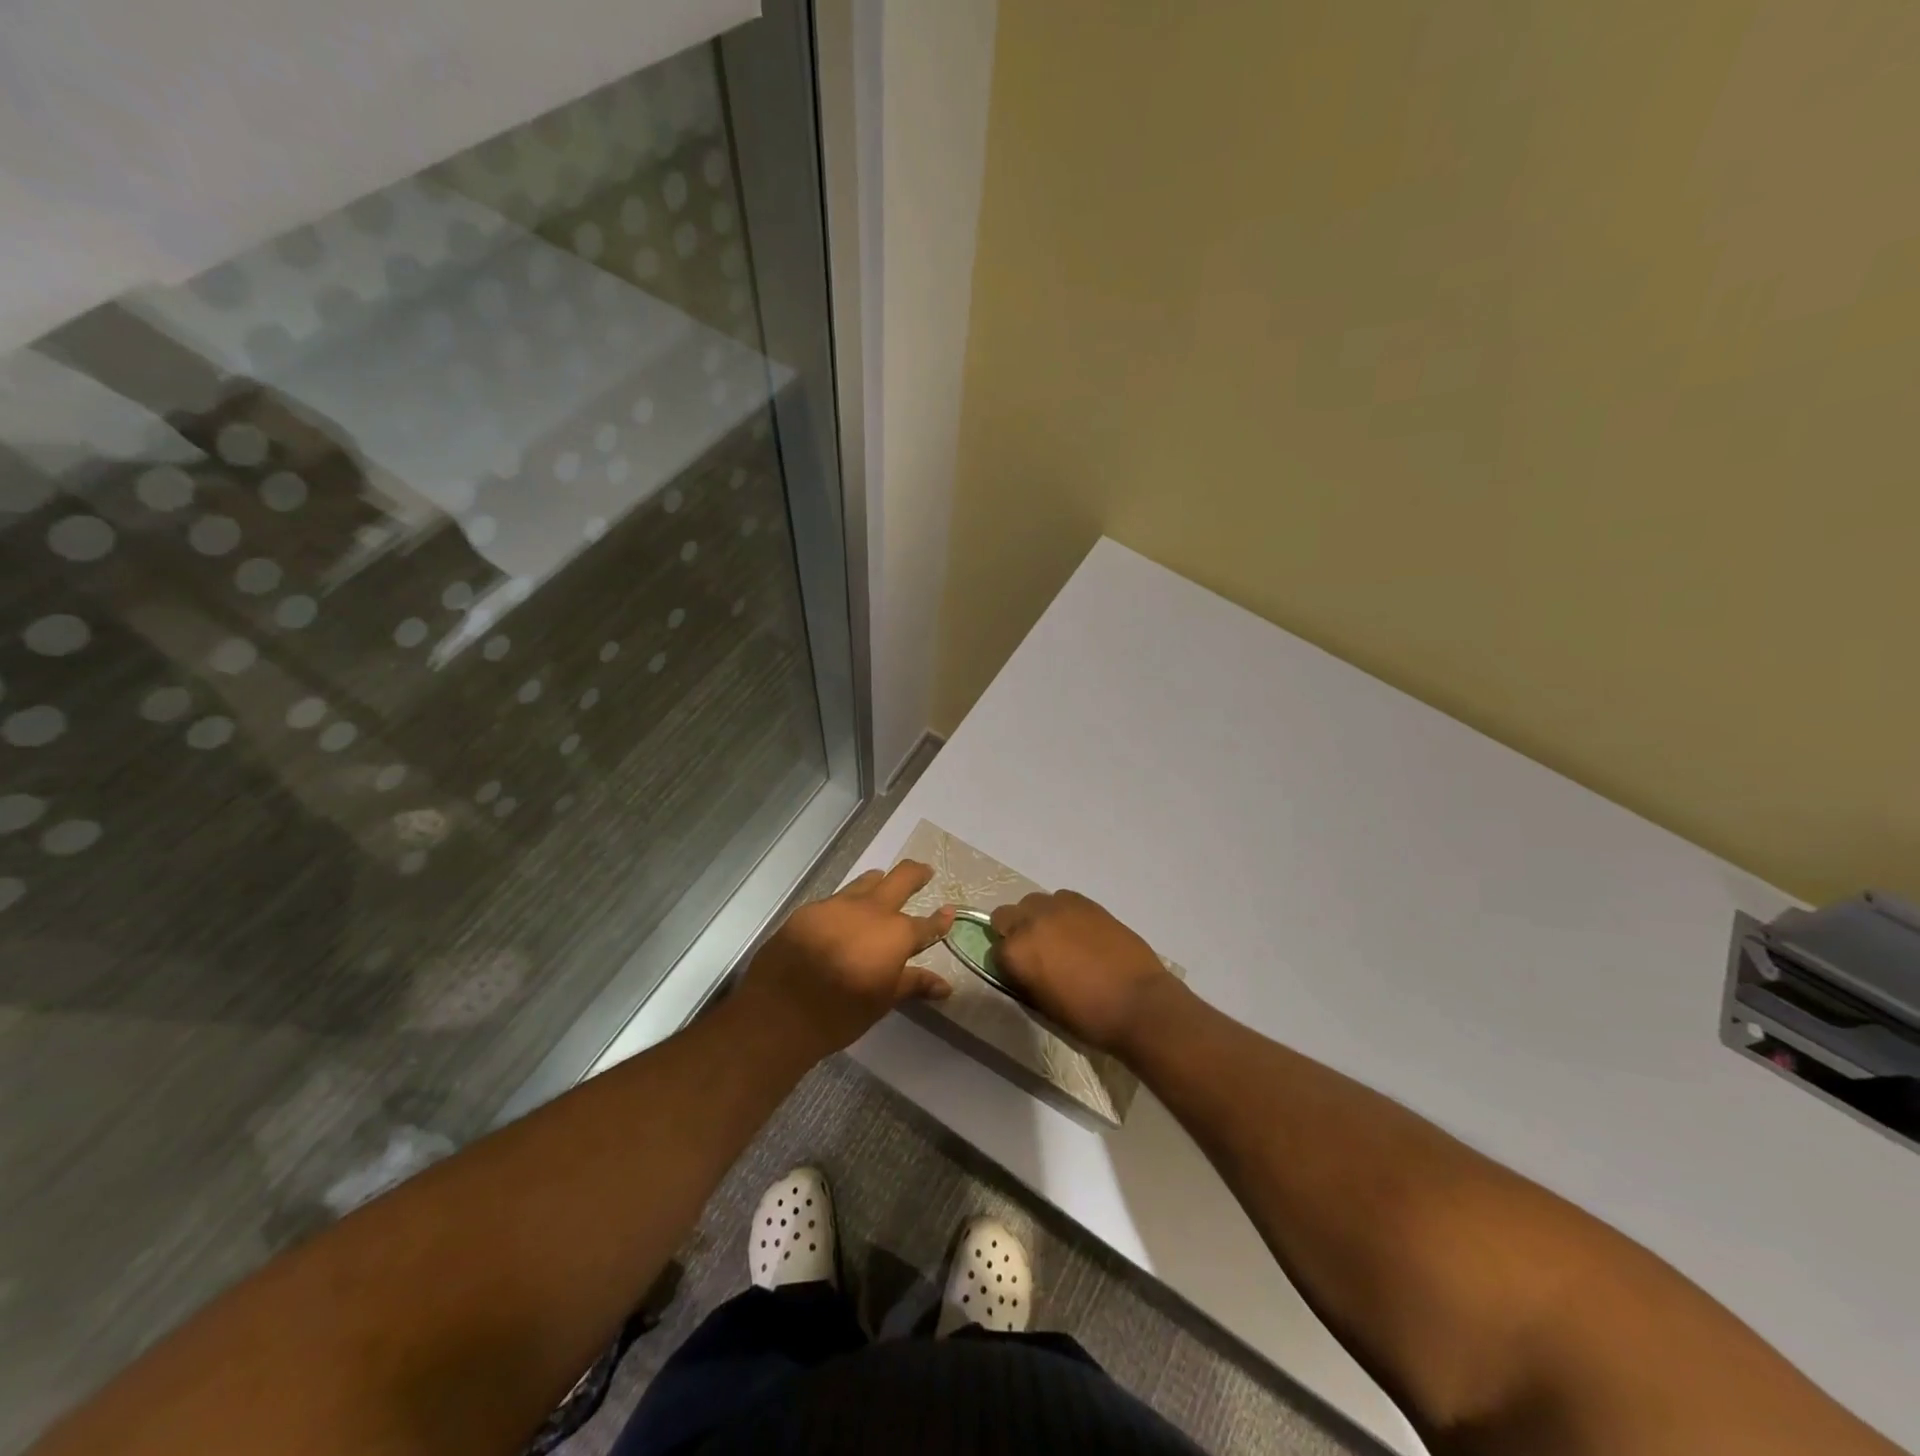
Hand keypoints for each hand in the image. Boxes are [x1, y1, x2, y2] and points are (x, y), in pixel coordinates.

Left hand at [740, 860, 953, 1058]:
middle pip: (901, 878)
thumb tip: (944, 985)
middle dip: (916, 873)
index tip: (948, 912)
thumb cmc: (841, 1013)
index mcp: (895, 934)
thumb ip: (913, 984)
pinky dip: (845, 905)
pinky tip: (840, 916)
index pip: (926, 925)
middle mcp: (871, 910)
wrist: (781, 1011)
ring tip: (881, 883)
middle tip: (924, 872)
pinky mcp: (809, 910)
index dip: (940, 920)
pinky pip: (835, 899)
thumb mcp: (883, 1001)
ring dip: (878, 882)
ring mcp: (838, 905)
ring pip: (865, 882)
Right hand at [991, 890, 1179, 1056]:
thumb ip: (1023, 978)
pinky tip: (1079, 931)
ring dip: (1037, 918)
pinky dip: (1062, 912)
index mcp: (1016, 952)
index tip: (1021, 974)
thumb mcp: (1042, 1005)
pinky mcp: (1084, 901)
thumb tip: (1020, 967)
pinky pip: (1061, 899)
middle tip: (1035, 954)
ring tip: (1059, 940)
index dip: (1007, 964)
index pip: (994, 950)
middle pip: (1005, 915)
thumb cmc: (1087, 1016)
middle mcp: (1030, 922)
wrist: (1137, 1002)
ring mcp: (1058, 907)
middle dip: (1014, 932)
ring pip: (1033, 902)